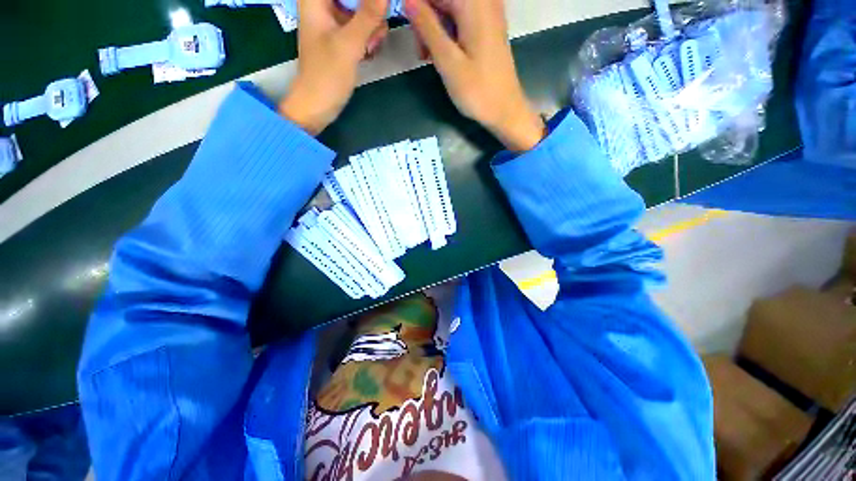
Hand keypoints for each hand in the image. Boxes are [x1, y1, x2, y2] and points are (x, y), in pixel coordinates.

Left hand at [279, 0, 388, 134]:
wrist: (318, 105)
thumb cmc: (327, 75)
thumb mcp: (349, 44)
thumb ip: (368, 15)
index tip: (377, 8)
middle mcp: (324, 5)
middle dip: (371, 11)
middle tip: (375, 31)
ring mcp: (334, 21)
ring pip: (362, 9)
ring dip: (373, 26)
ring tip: (371, 46)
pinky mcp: (341, 37)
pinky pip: (362, 26)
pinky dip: (369, 36)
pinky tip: (370, 51)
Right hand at [405, 0, 544, 151]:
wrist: (505, 110)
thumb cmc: (477, 91)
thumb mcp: (448, 61)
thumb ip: (427, 27)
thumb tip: (408, 1)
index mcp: (473, 5)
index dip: (417, 6)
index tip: (409, 30)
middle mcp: (483, 2)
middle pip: (443, 0)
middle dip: (425, 19)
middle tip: (421, 52)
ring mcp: (488, 14)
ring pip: (450, 9)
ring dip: (434, 29)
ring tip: (429, 58)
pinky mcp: (488, 28)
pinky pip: (461, 19)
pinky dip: (447, 33)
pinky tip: (443, 54)